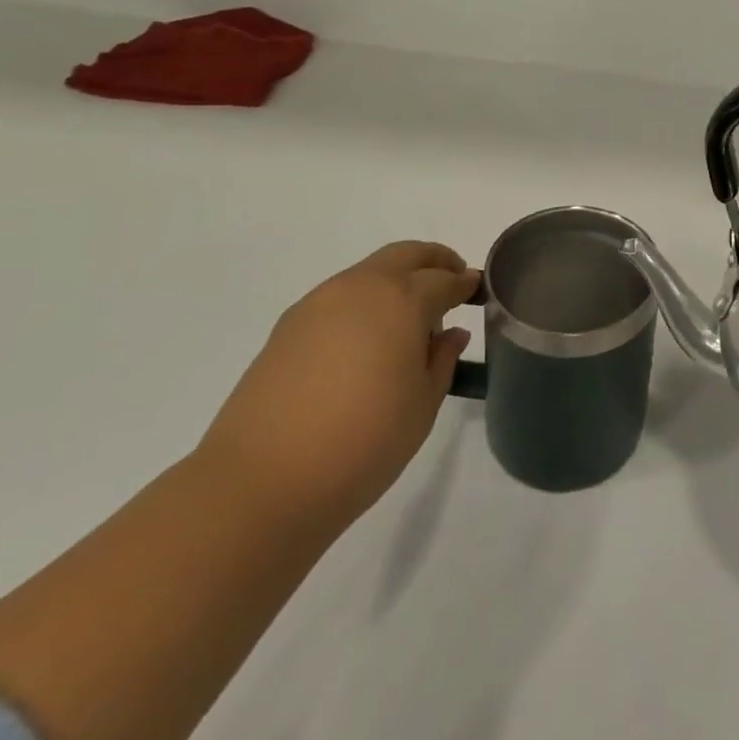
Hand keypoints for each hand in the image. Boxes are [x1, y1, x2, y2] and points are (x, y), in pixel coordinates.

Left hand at [196, 242, 479, 528]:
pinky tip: (366, 339)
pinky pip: (339, 296)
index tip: (478, 290)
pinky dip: (364, 301)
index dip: (465, 283)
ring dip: (397, 280)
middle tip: (451, 282)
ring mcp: (319, 303)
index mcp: (402, 300)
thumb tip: (450, 333)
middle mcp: (361, 288)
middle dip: (435, 261)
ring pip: (369, 272)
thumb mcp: (422, 406)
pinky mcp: (288, 327)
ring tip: (408, 318)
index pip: (444, 279)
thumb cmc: (362, 444)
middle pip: (406, 255)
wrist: (260, 484)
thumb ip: (441, 360)